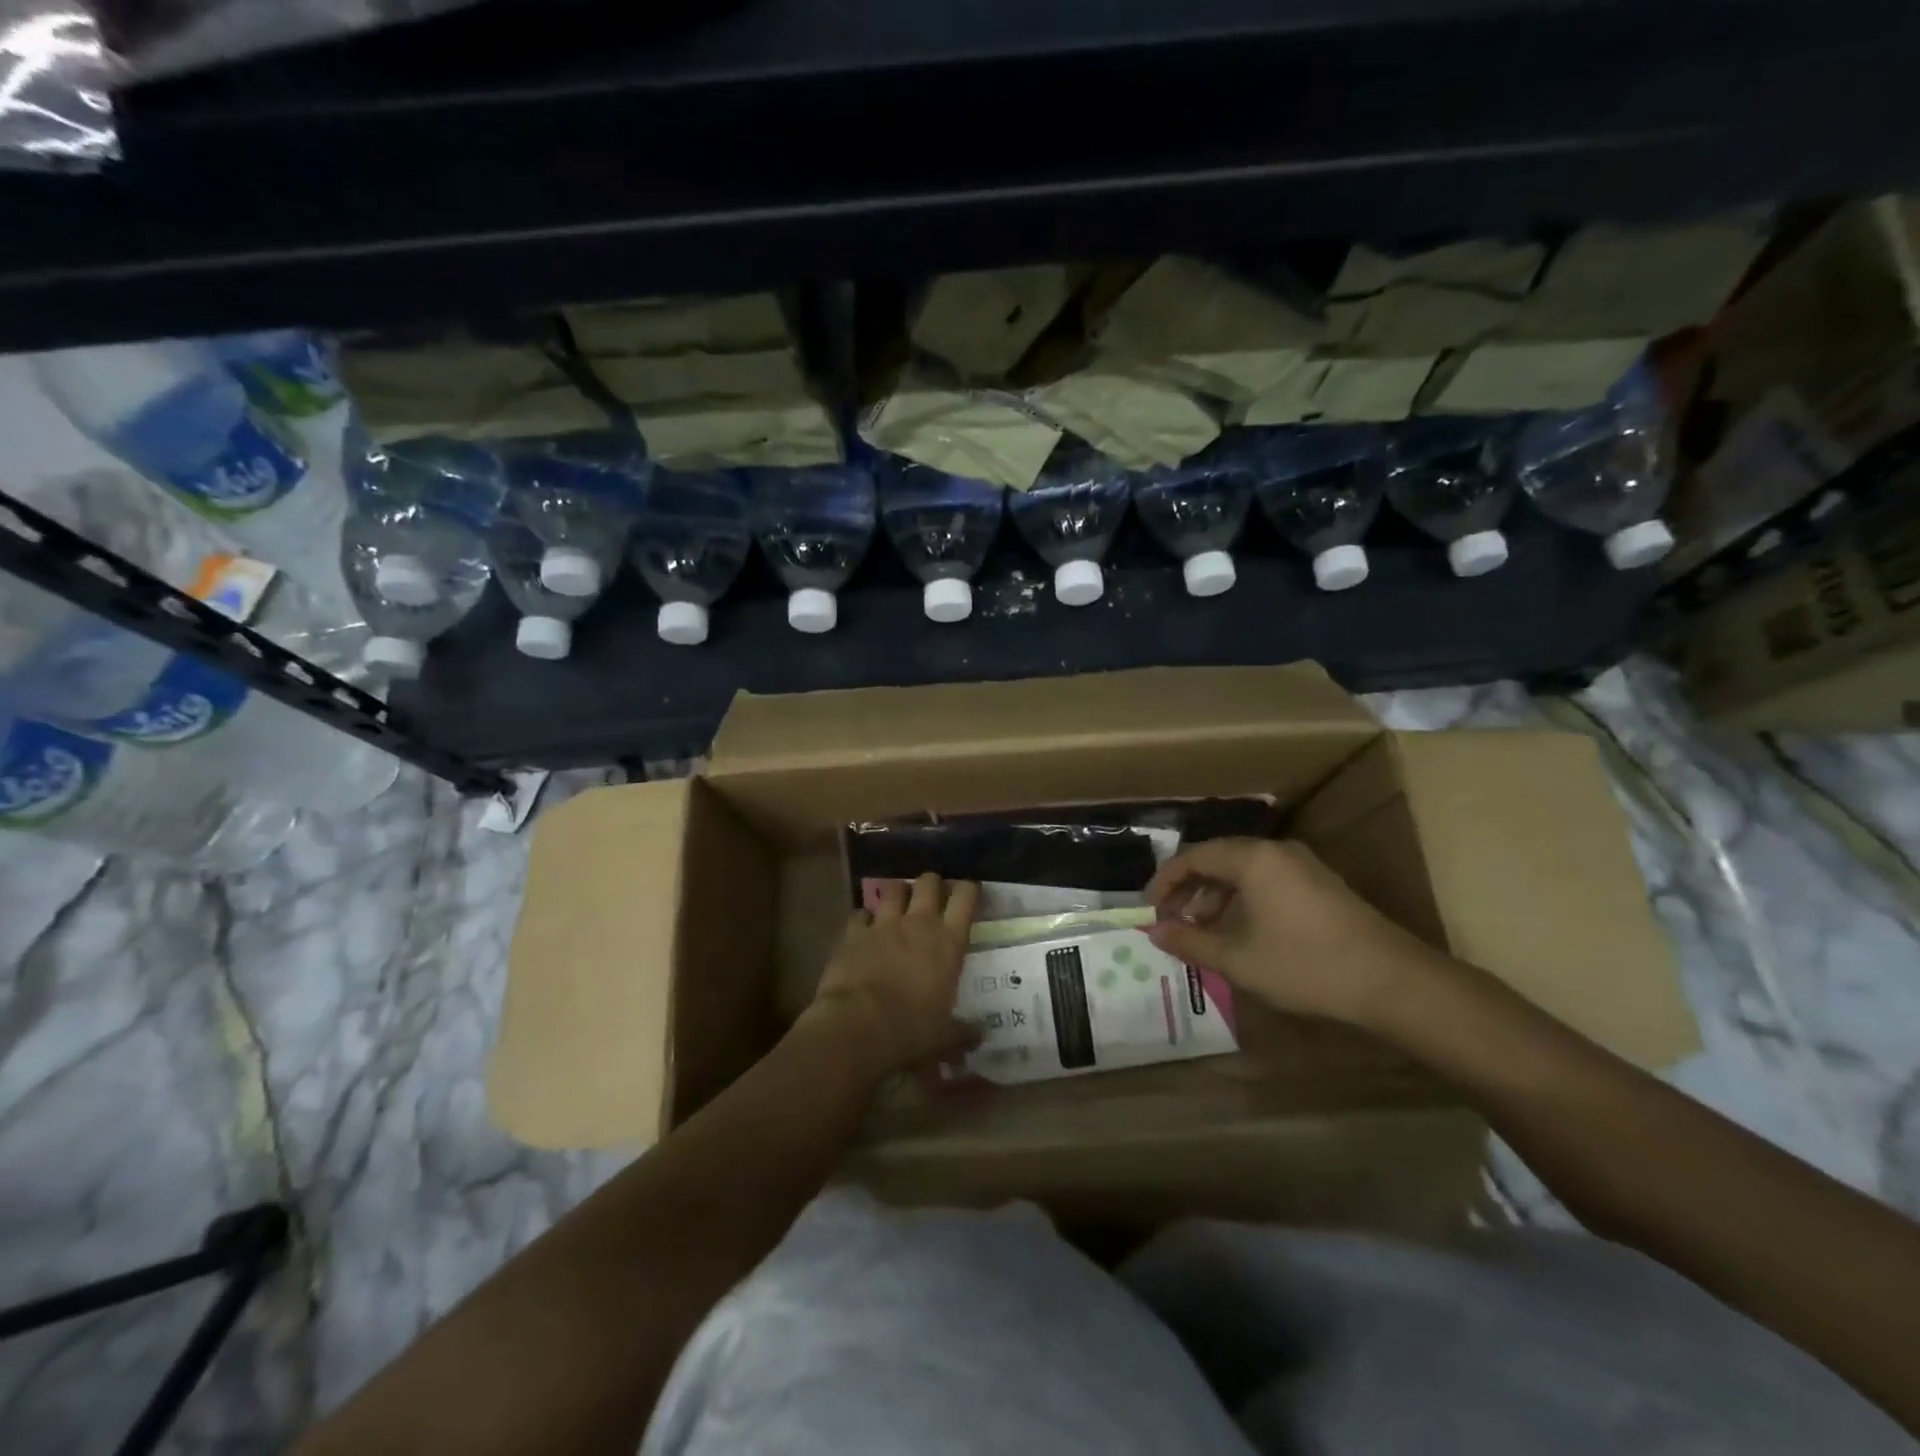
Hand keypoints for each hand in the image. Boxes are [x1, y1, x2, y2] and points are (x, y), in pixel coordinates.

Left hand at [807, 873, 980, 1077]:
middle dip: (932, 884)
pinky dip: (863, 918)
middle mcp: (919, 923)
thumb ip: (963, 1032)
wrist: (857, 1026)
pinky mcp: (853, 932)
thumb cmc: (911, 1030)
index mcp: (948, 942)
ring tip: (898, 903)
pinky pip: (860, 913)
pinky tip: (863, 927)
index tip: (969, 892)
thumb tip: (980, 1035)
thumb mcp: (944, 1037)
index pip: (965, 898)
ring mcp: (884, 924)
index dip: (968, 889)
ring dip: (898, 893)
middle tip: (932, 896)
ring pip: (894, 888)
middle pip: (929, 882)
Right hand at [1145, 838, 1445, 1026]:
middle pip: (1218, 860)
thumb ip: (1190, 941)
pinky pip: (1266, 883)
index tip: (1148, 910)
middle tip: (1171, 922)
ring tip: (1201, 933)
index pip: (1193, 857)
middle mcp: (1276, 852)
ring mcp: (1302, 867)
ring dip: (1215, 899)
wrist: (1392, 982)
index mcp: (1252, 858)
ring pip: (1243, 873)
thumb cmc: (1305, 965)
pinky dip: (1242, 902)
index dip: (1165, 882)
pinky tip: (1239, 934)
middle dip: (1189, 891)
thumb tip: (1154, 931)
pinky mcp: (1319, 886)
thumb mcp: (1237, 959)